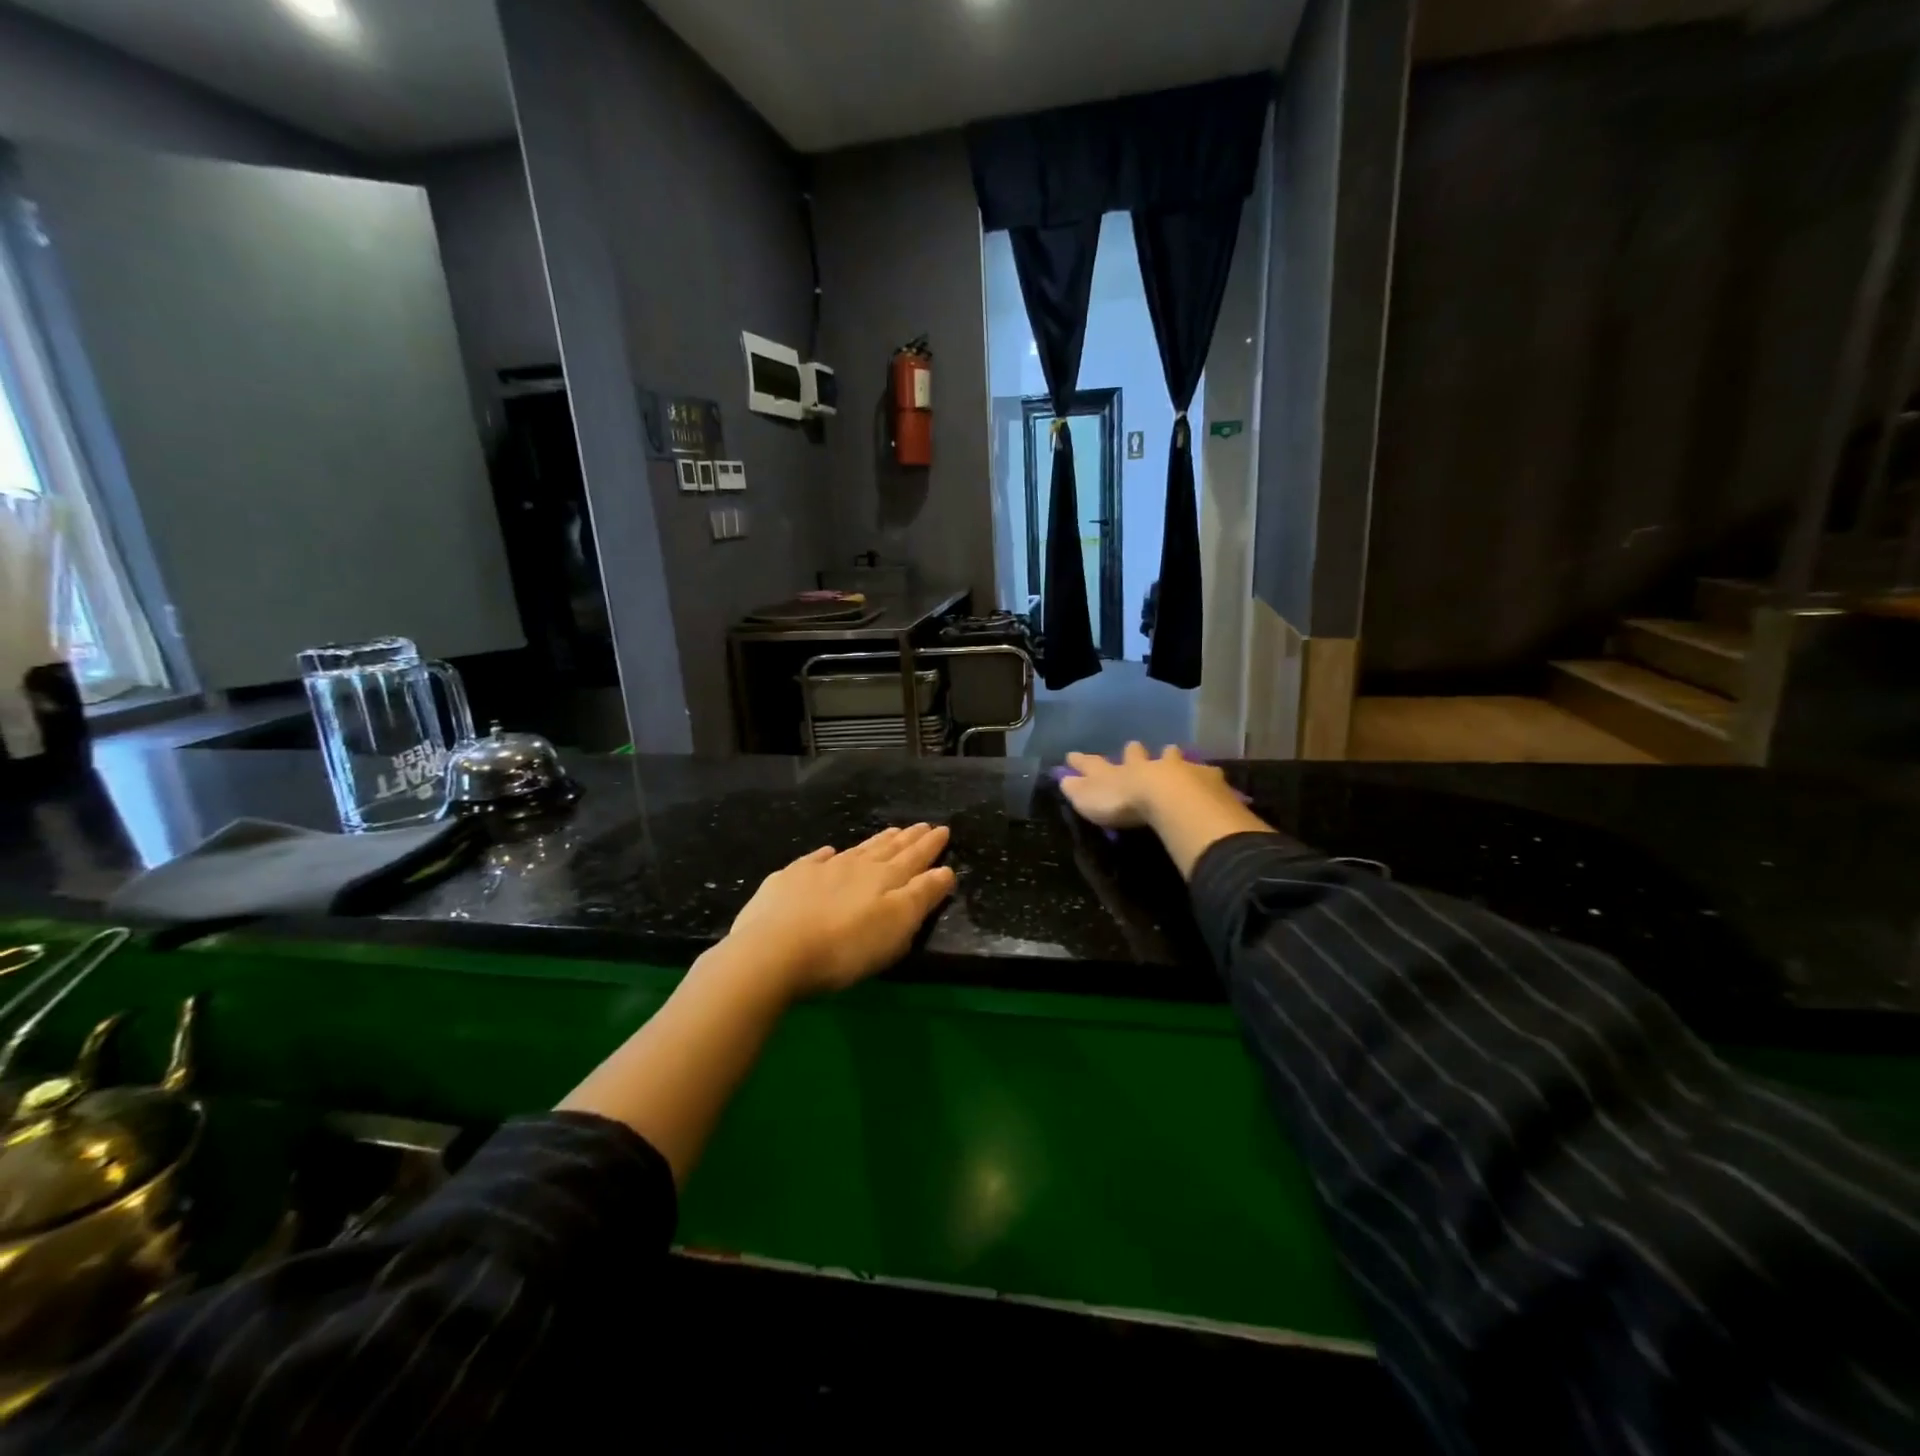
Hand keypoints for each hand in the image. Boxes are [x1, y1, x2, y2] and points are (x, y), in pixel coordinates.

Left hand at [725, 823, 956, 998]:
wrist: (774, 950)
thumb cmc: (845, 946)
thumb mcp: (896, 926)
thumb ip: (922, 896)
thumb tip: (944, 871)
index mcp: (885, 879)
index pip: (915, 858)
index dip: (930, 845)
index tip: (943, 829)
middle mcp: (855, 867)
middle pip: (888, 849)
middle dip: (908, 838)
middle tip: (922, 825)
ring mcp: (820, 870)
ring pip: (856, 850)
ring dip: (876, 841)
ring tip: (890, 832)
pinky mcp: (789, 880)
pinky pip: (815, 860)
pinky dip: (826, 855)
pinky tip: (829, 852)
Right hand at [1061, 743, 1278, 878]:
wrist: (1170, 798)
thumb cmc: (1124, 802)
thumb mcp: (1090, 800)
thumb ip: (1077, 790)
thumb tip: (1062, 779)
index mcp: (1117, 771)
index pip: (1094, 764)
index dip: (1082, 761)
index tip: (1072, 755)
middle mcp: (1145, 764)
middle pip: (1137, 754)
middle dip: (1134, 752)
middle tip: (1134, 746)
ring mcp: (1176, 768)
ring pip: (1171, 757)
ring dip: (1170, 757)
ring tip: (1173, 752)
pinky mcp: (1204, 778)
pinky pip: (1204, 773)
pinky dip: (1203, 775)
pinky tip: (1209, 778)